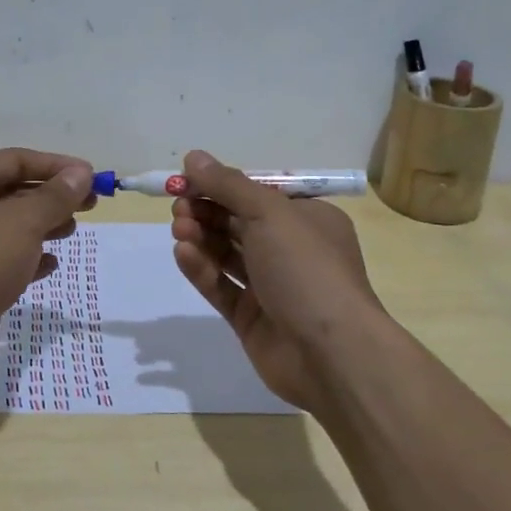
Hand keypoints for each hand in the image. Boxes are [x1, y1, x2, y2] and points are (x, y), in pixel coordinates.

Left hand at [0, 148, 96, 375]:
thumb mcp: (23, 222)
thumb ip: (55, 197)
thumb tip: (82, 173)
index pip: (18, 159)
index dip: (58, 167)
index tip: (93, 178)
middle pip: (12, 190)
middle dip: (52, 197)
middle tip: (90, 206)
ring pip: (7, 223)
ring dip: (41, 226)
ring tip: (71, 232)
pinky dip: (24, 256)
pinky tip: (49, 265)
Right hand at [170, 150, 389, 411]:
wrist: (331, 354)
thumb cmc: (307, 268)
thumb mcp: (269, 213)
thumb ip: (228, 185)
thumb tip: (194, 156)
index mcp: (307, 219)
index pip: (257, 194)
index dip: (221, 185)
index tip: (186, 180)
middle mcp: (290, 250)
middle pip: (238, 222)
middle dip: (206, 211)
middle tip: (179, 206)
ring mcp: (271, 286)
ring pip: (226, 254)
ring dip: (201, 237)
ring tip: (178, 229)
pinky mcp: (251, 318)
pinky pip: (221, 286)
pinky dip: (202, 269)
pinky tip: (184, 254)